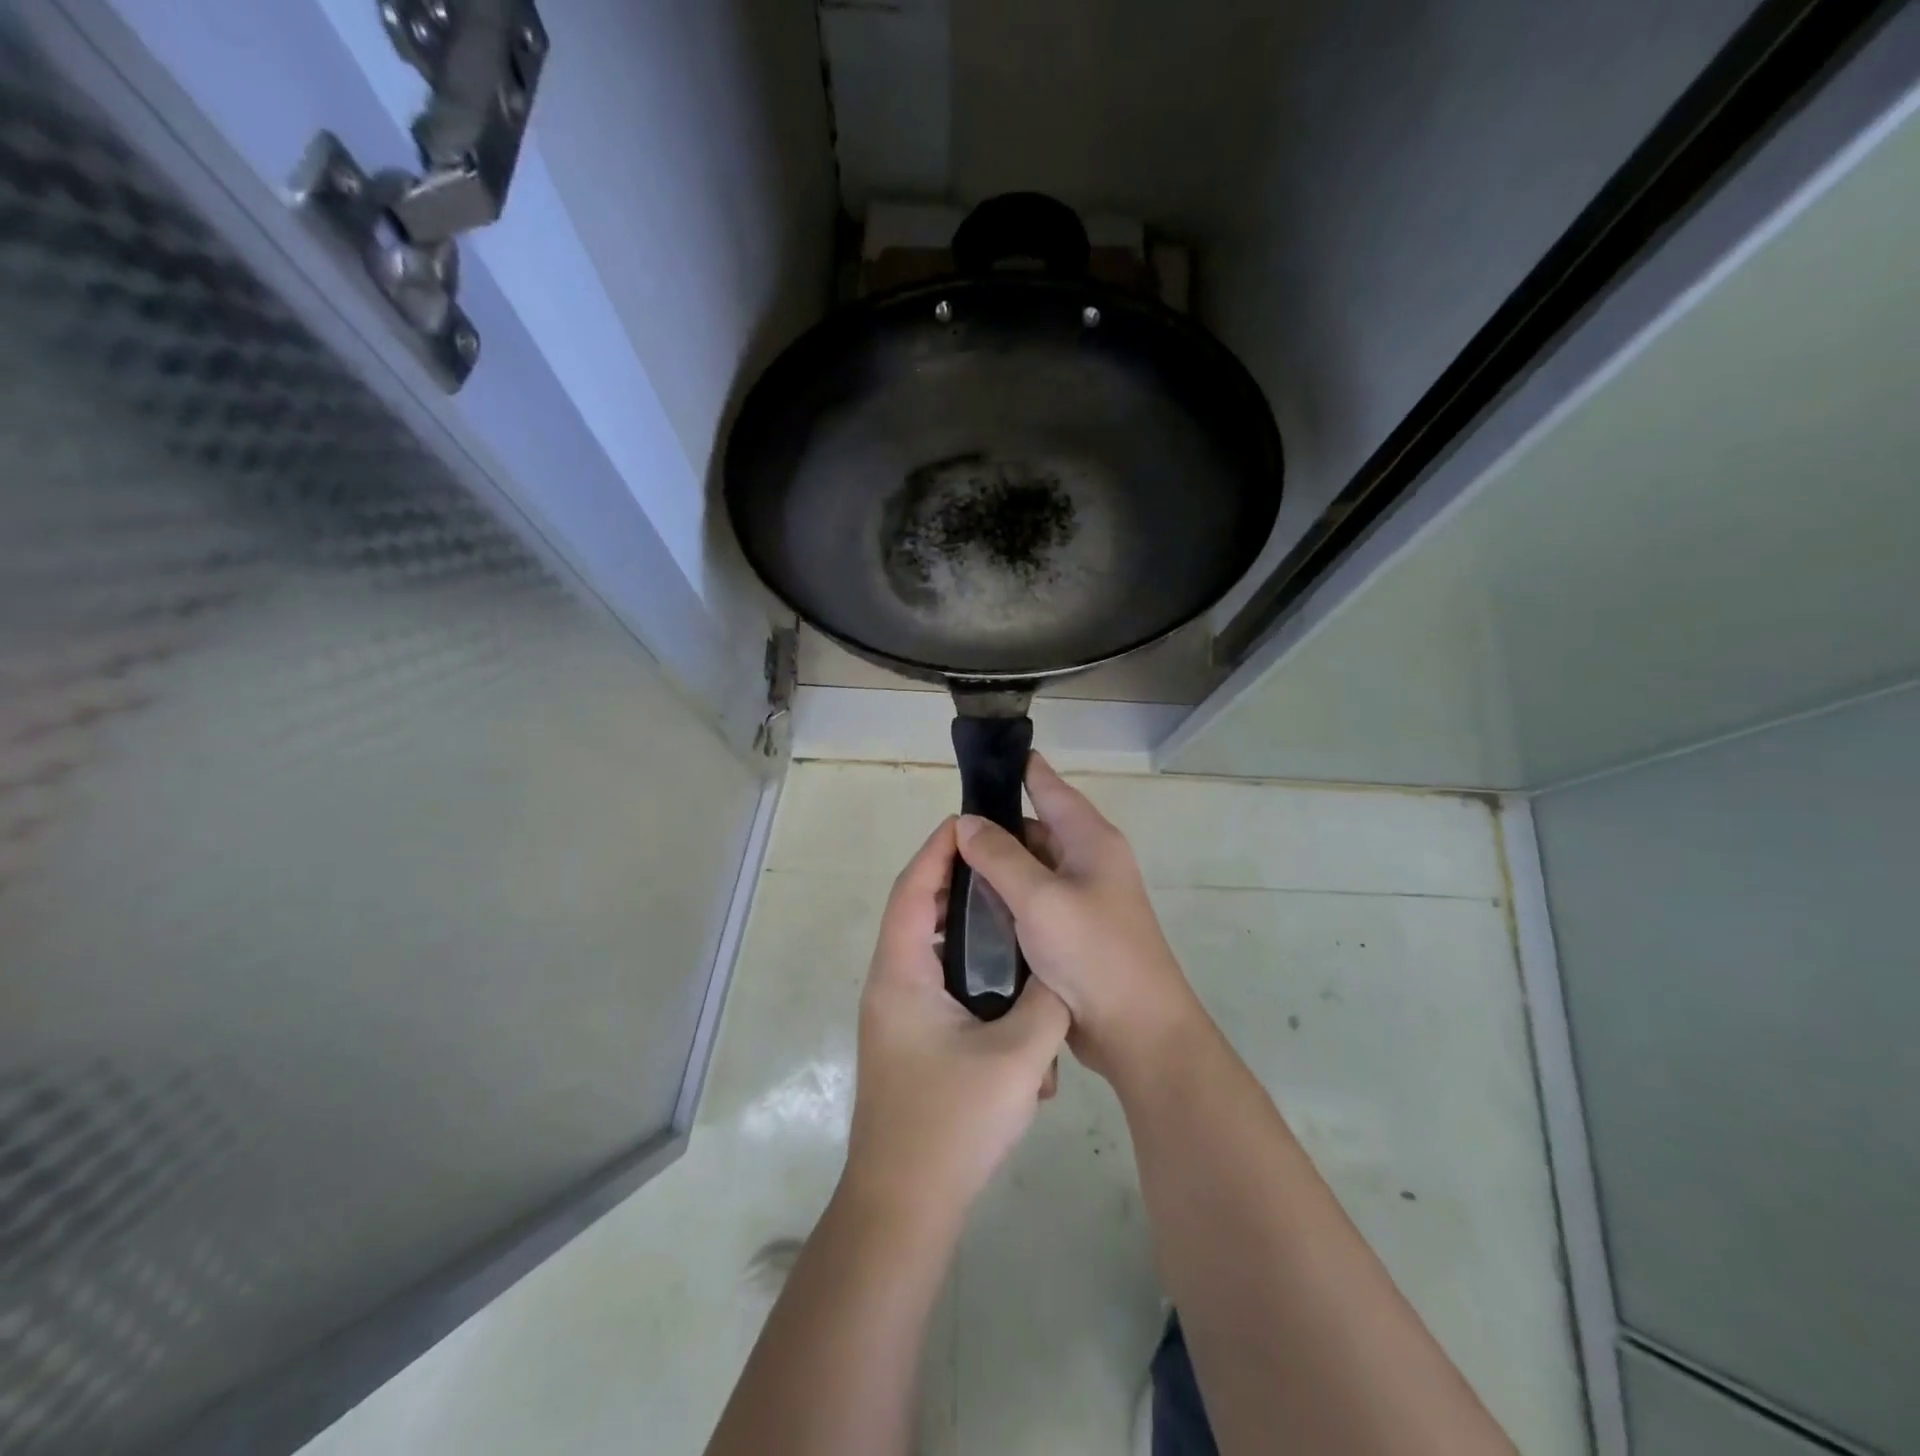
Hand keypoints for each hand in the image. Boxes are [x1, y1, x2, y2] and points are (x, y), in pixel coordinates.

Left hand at [844, 817, 1070, 1224]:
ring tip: (1012, 912)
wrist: (903, 1208)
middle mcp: (890, 984)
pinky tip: (1009, 985)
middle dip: (956, 882)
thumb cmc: (951, 1124)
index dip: (938, 851)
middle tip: (1004, 862)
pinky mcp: (909, 1039)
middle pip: (918, 913)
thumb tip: (1061, 970)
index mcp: (901, 973)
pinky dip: (967, 970)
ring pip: (929, 951)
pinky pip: (937, 984)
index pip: (913, 889)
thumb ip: (1047, 1002)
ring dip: (964, 930)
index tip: (969, 821)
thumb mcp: (1018, 1058)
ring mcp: (896, 1014)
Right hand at [955, 754, 1201, 1079]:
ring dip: (995, 869)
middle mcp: (1087, 861)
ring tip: (948, 868)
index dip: (1020, 768)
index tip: (986, 752)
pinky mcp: (1069, 931)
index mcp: (1090, 840)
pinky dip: (1004, 900)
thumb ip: (1000, 856)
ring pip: (1028, 868)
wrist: (1136, 1030)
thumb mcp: (1040, 898)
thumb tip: (966, 822)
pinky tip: (971, 906)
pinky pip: (1030, 901)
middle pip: (1033, 829)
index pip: (1049, 787)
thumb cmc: (1093, 952)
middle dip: (994, 829)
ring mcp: (1080, 898)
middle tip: (945, 833)